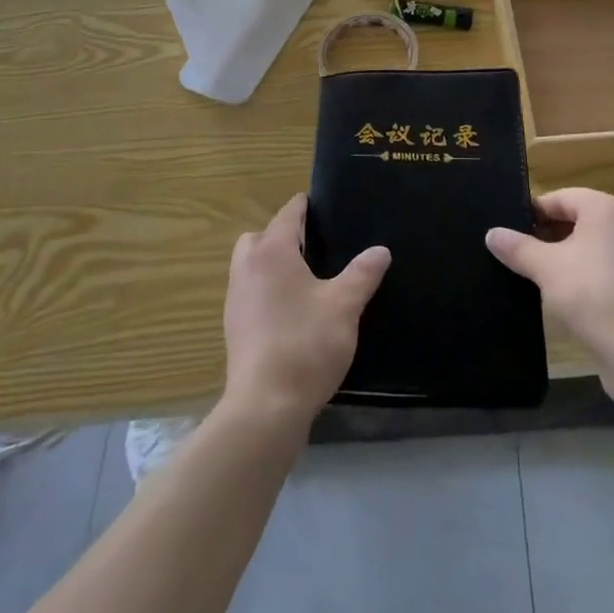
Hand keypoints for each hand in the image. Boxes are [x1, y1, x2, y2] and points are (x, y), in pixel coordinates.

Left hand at [223, 195, 390, 423]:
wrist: (265, 406)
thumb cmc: (306, 344)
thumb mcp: (344, 305)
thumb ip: (362, 274)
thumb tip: (381, 251)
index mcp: (272, 251)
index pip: (288, 214)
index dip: (305, 207)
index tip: (321, 206)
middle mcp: (247, 267)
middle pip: (260, 237)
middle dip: (282, 235)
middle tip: (313, 247)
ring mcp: (235, 298)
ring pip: (250, 265)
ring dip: (270, 264)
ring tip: (304, 279)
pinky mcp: (233, 328)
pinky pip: (249, 292)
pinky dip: (265, 291)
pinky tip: (290, 311)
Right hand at [486, 188, 613, 403]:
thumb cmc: (591, 293)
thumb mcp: (545, 267)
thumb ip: (517, 247)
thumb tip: (491, 234)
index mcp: (606, 208)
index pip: (561, 198)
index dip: (533, 213)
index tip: (509, 231)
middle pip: (576, 220)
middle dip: (546, 236)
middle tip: (516, 254)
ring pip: (588, 247)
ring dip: (562, 258)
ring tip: (533, 275)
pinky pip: (601, 270)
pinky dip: (581, 276)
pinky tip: (559, 296)